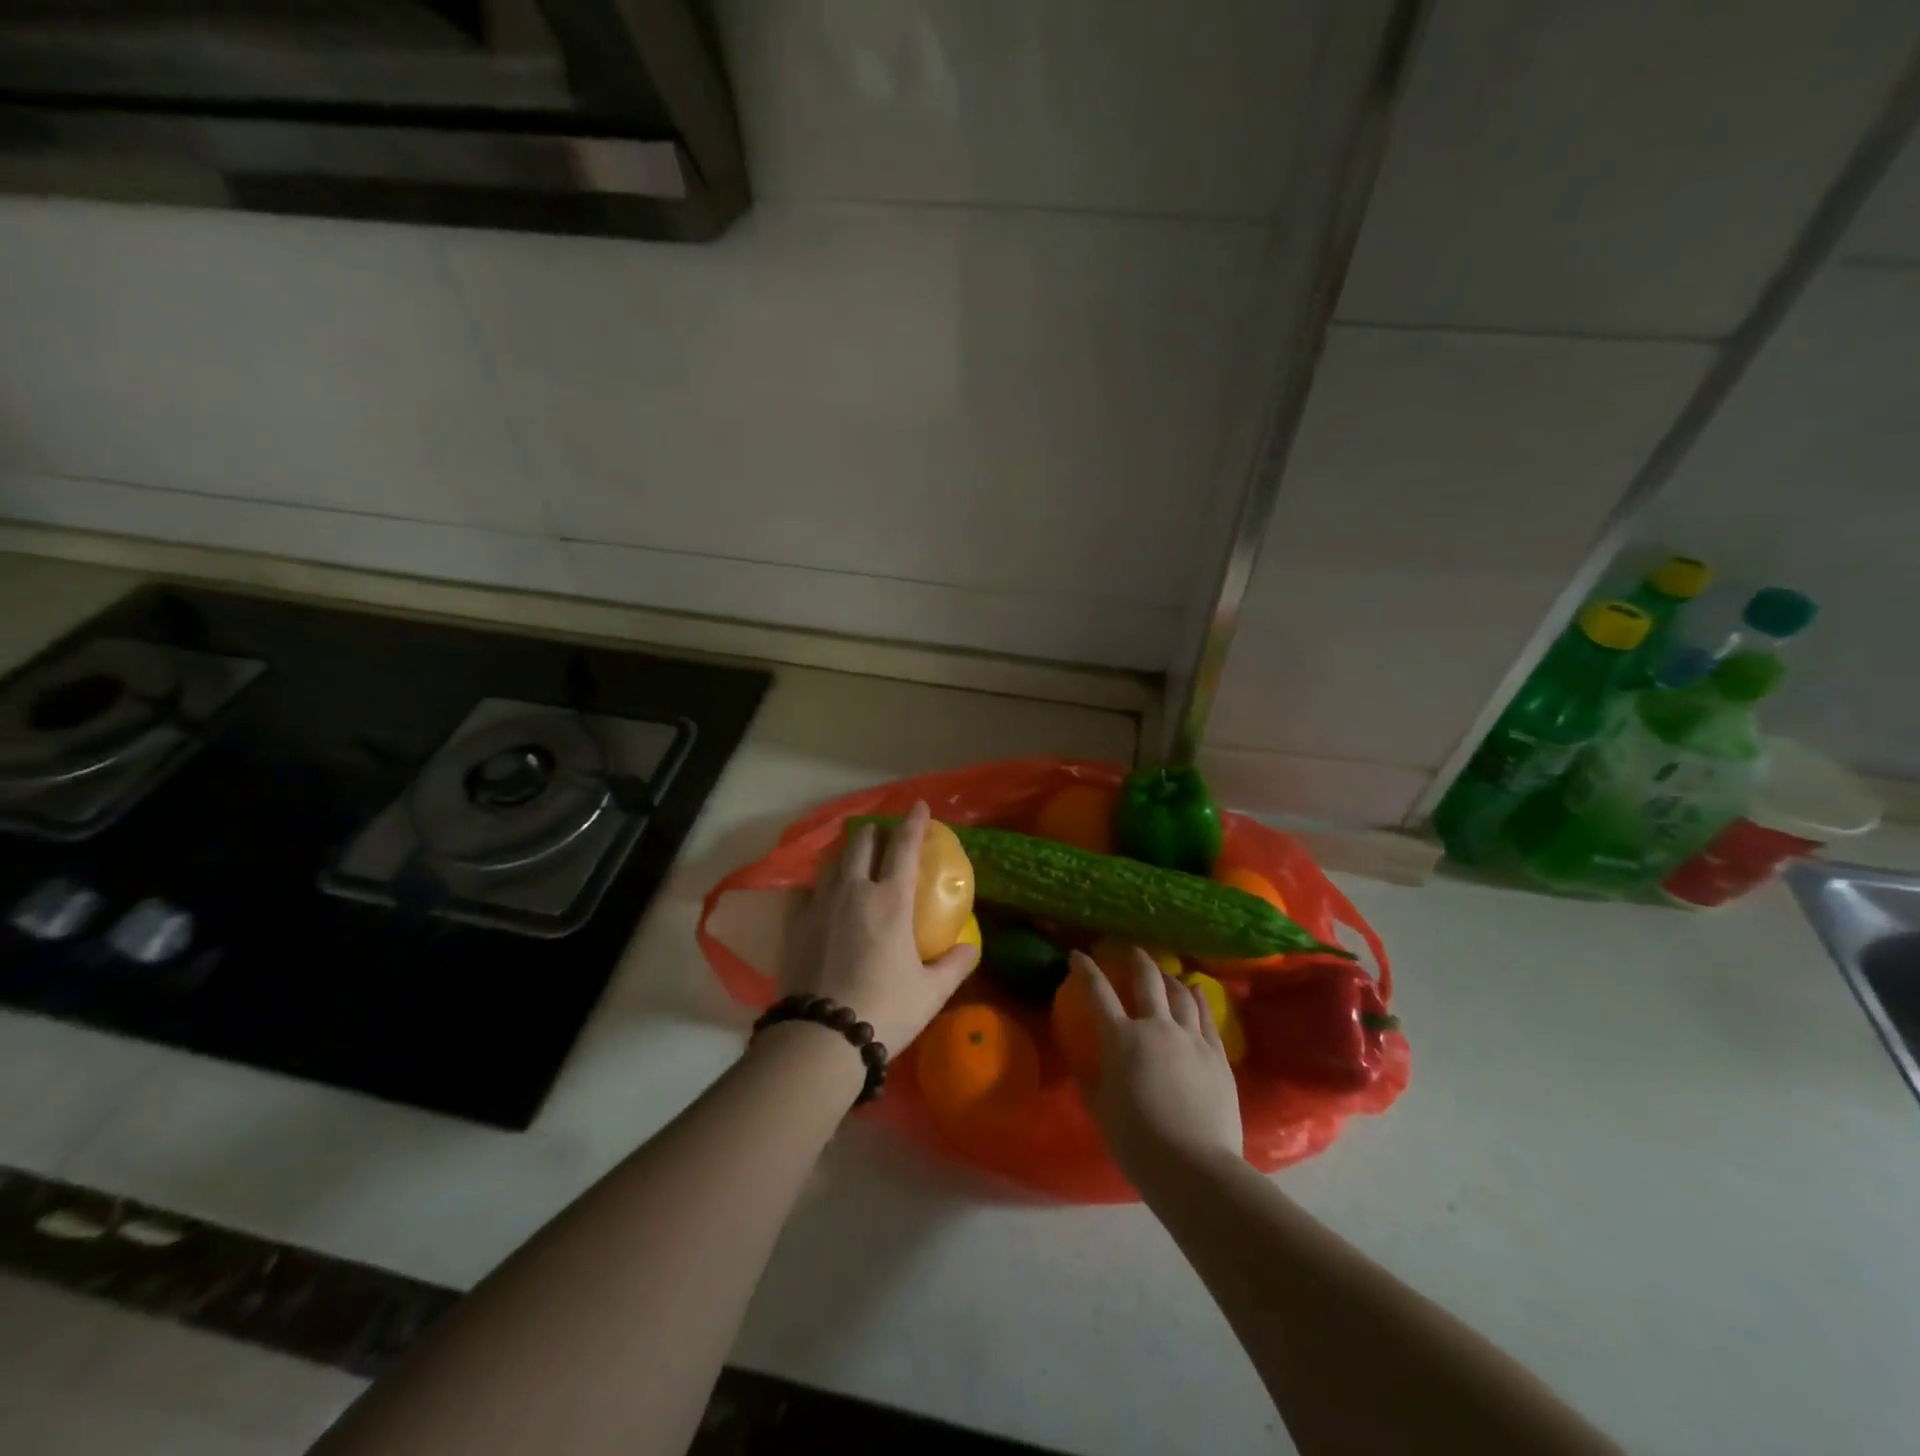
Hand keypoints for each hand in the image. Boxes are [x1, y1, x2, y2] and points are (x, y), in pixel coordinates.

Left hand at [787, 801, 978, 1053]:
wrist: (822, 1037)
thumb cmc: (885, 1010)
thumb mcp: (931, 992)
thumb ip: (954, 964)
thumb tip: (970, 946)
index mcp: (890, 900)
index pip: (903, 847)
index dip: (913, 822)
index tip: (919, 806)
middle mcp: (853, 890)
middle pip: (861, 842)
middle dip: (875, 832)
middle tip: (885, 838)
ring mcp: (820, 904)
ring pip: (832, 860)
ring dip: (847, 852)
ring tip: (855, 859)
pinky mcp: (796, 922)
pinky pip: (808, 888)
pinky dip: (821, 883)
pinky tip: (823, 895)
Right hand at [1072, 948, 1243, 1184]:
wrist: (1194, 1167)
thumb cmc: (1138, 1143)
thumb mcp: (1102, 1111)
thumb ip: (1091, 1082)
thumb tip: (1084, 1065)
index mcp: (1122, 1039)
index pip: (1099, 993)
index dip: (1086, 970)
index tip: (1078, 955)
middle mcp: (1156, 1027)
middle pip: (1147, 980)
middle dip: (1137, 960)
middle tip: (1132, 950)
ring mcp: (1191, 1038)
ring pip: (1180, 994)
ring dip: (1169, 978)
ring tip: (1164, 972)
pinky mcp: (1217, 1054)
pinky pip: (1207, 1016)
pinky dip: (1199, 998)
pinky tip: (1197, 990)